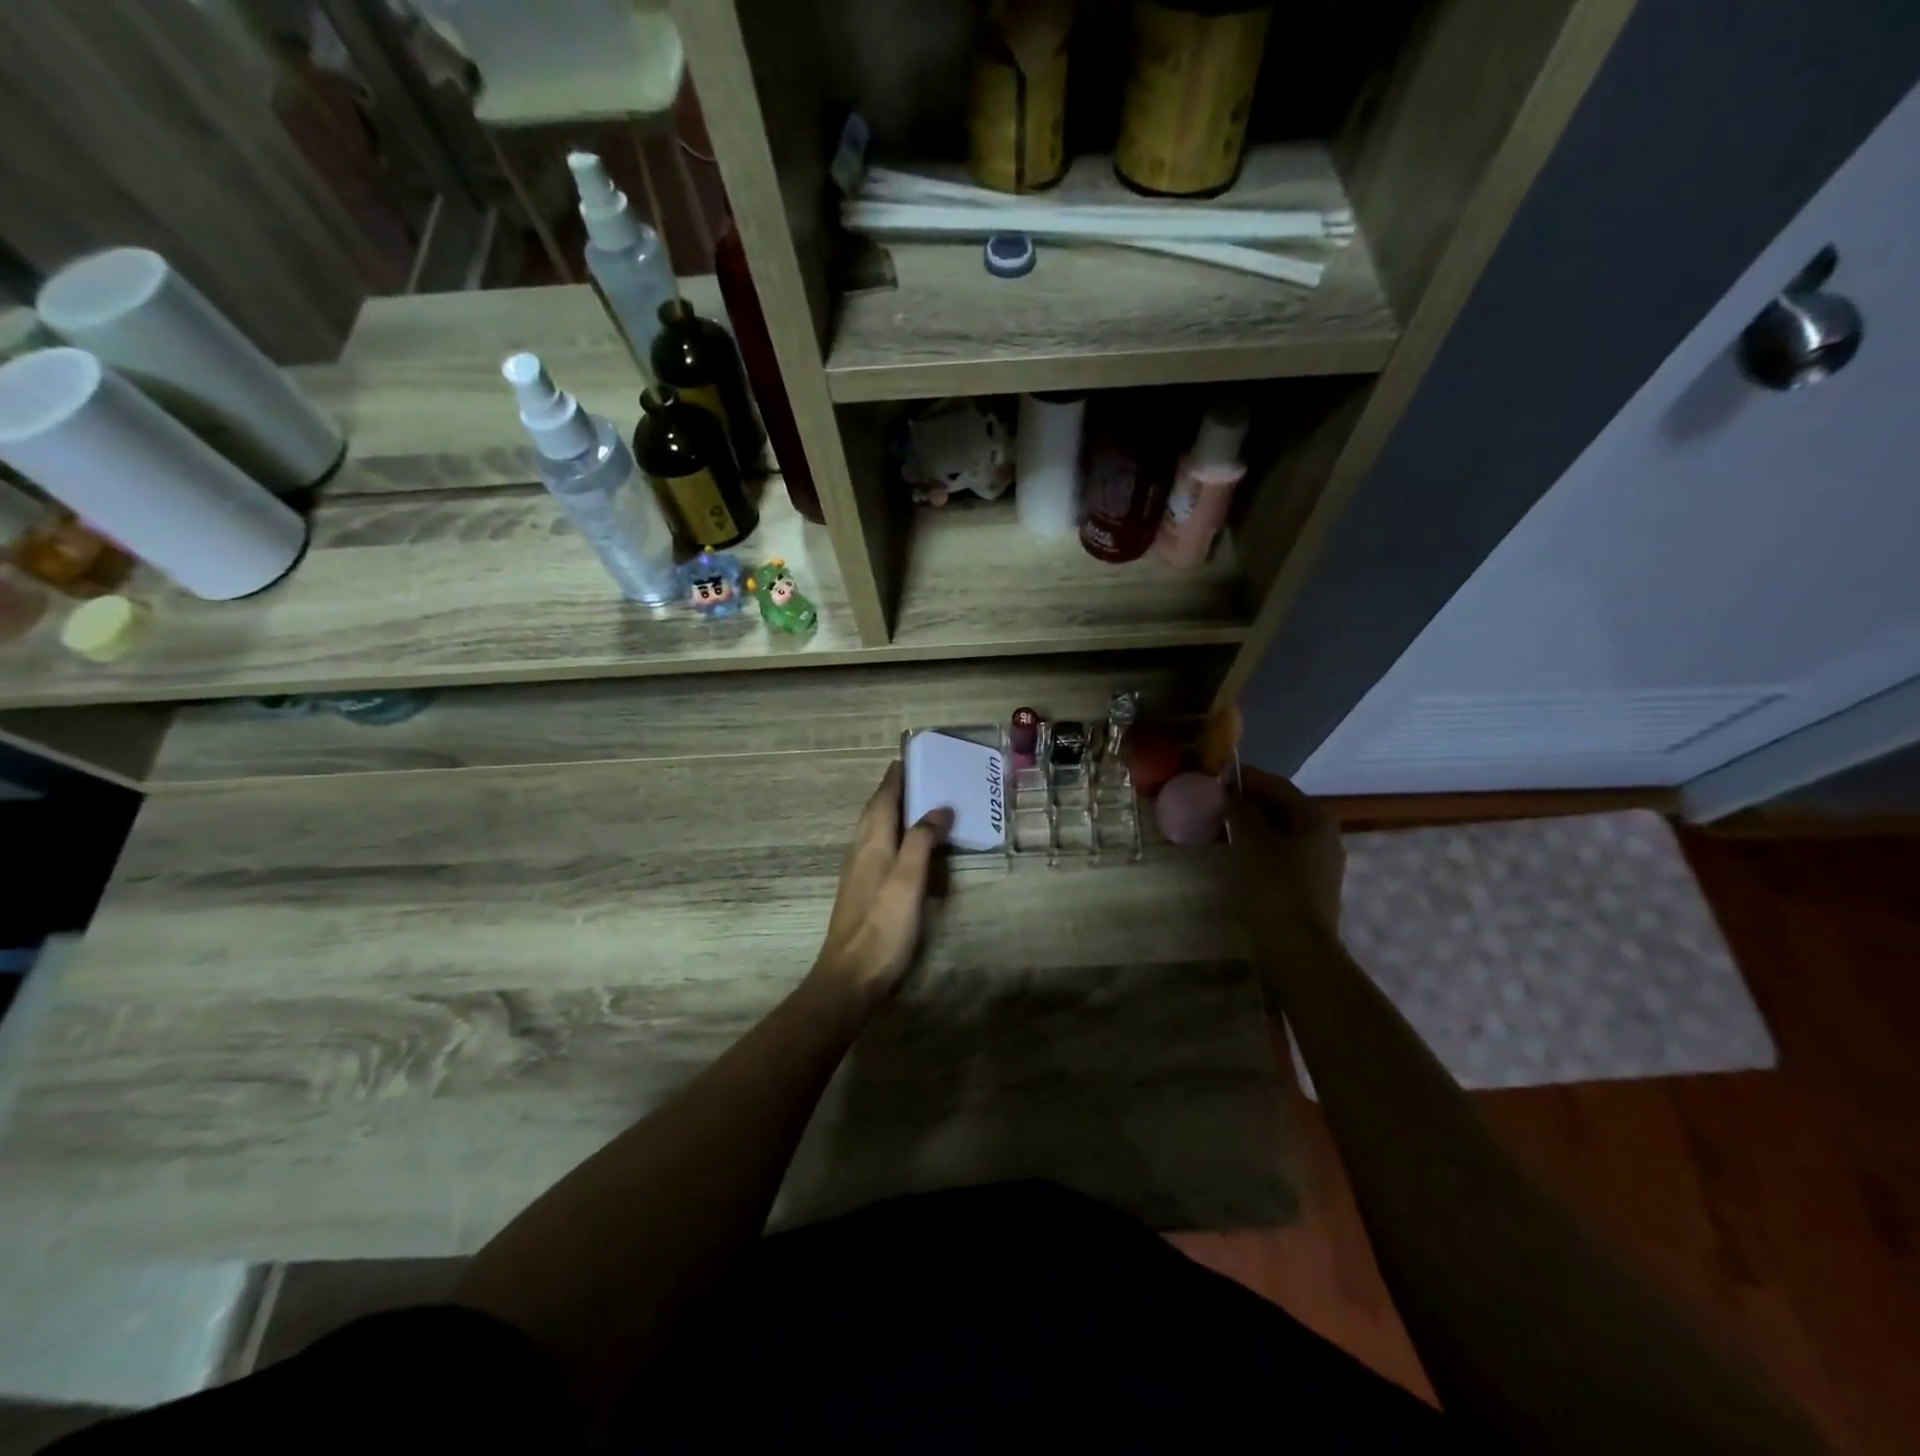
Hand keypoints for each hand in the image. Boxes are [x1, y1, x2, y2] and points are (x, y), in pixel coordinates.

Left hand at [811, 762, 952, 1003]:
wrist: (850, 977)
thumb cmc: (883, 926)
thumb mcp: (908, 880)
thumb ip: (922, 841)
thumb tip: (938, 808)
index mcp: (872, 844)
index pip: (882, 800)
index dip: (894, 779)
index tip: (907, 758)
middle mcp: (860, 852)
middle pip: (874, 812)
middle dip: (892, 791)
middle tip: (915, 776)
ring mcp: (858, 873)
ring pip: (873, 831)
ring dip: (890, 812)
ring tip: (914, 804)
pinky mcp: (861, 892)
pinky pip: (877, 849)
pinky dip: (891, 836)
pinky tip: (903, 848)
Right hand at [1229, 766, 1345, 939]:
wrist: (1297, 948)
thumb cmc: (1274, 886)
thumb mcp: (1251, 842)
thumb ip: (1241, 812)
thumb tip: (1232, 796)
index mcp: (1315, 817)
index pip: (1276, 785)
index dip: (1245, 778)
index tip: (1215, 775)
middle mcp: (1324, 834)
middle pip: (1281, 807)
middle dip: (1248, 802)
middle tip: (1213, 800)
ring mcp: (1320, 861)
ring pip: (1280, 831)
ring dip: (1252, 825)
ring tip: (1219, 825)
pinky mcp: (1309, 884)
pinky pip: (1280, 853)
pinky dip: (1258, 846)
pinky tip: (1235, 853)